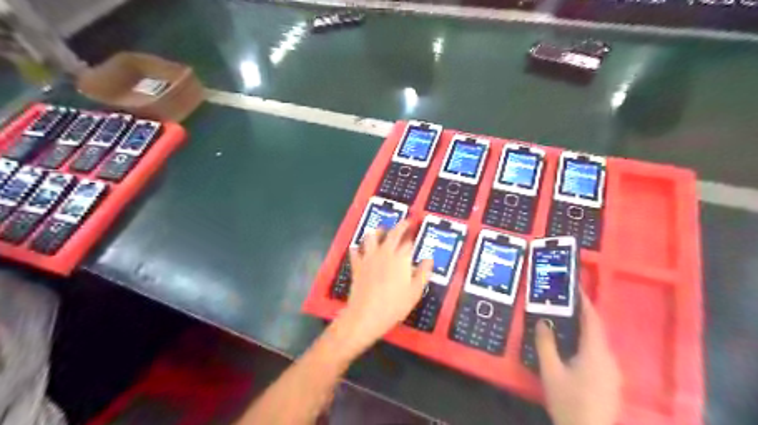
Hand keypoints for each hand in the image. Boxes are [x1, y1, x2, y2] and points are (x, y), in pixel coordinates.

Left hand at [333, 221, 431, 356]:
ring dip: (377, 232)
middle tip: (405, 222)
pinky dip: (358, 248)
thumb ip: (423, 273)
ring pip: (371, 237)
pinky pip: (355, 251)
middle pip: (392, 234)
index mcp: (401, 259)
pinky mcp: (357, 265)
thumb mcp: (415, 292)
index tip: (416, 231)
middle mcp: (385, 253)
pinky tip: (359, 248)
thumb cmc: (394, 305)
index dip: (412, 236)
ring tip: (381, 231)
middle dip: (400, 226)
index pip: (408, 242)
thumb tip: (429, 259)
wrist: (366, 315)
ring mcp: (369, 258)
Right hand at [532, 291, 621, 424]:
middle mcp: (609, 359)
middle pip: (597, 330)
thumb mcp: (550, 371)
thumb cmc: (568, 401)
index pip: (592, 320)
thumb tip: (543, 321)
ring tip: (565, 322)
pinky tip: (573, 349)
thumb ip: (546, 344)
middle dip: (582, 315)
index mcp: (596, 353)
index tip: (574, 288)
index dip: (584, 302)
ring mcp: (613, 372)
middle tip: (564, 304)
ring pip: (598, 343)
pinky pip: (599, 354)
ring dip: (584, 330)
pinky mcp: (611, 382)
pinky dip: (587, 344)